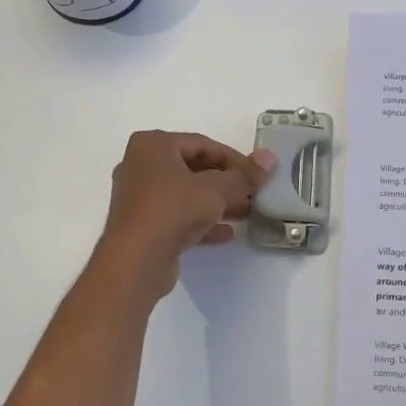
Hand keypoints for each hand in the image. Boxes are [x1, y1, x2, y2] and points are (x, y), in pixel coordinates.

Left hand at [94, 131, 274, 296]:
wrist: (136, 261)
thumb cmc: (173, 209)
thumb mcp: (216, 190)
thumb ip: (244, 176)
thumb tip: (270, 158)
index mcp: (152, 145)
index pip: (202, 144)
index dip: (234, 158)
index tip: (257, 174)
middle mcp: (141, 166)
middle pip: (193, 168)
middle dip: (226, 182)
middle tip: (254, 194)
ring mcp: (139, 198)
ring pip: (186, 194)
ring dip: (217, 203)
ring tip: (248, 214)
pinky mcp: (143, 225)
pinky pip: (178, 217)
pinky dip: (202, 222)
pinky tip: (229, 234)